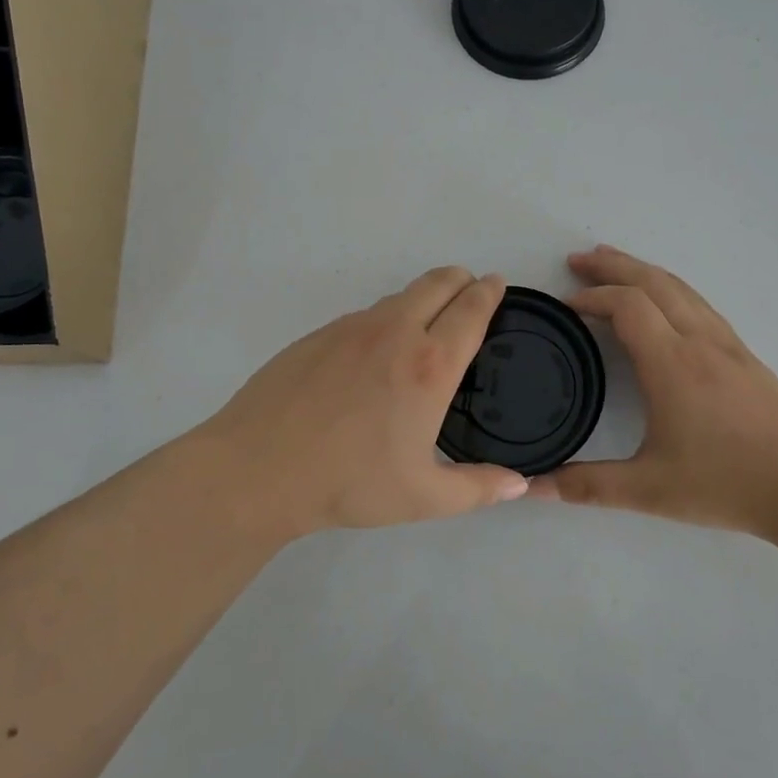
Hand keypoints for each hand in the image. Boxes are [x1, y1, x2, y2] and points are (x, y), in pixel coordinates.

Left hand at [192, 267, 528, 539]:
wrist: (259, 468)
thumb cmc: (348, 482)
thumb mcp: (423, 497)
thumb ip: (478, 488)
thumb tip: (519, 484)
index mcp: (429, 365)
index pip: (471, 310)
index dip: (489, 292)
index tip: (497, 284)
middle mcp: (394, 332)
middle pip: (438, 281)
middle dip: (461, 280)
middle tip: (470, 293)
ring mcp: (352, 327)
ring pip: (400, 295)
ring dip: (423, 298)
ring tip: (426, 327)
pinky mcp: (319, 333)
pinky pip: (365, 314)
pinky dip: (385, 319)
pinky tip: (374, 356)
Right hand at [538, 246, 777, 536]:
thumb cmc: (726, 483)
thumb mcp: (649, 490)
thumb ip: (588, 486)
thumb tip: (536, 486)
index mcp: (672, 363)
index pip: (627, 305)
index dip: (592, 297)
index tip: (566, 306)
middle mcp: (699, 341)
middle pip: (653, 281)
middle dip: (612, 265)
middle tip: (577, 261)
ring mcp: (726, 343)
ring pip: (680, 287)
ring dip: (642, 270)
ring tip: (614, 264)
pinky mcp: (744, 354)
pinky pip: (699, 303)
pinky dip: (669, 288)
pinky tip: (664, 302)